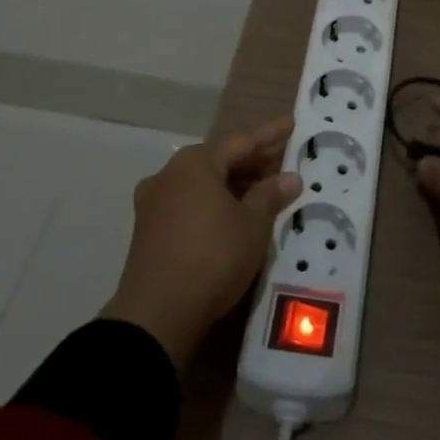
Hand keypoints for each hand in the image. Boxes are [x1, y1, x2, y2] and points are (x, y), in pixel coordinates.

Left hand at [102, 117, 301, 369]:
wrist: (156, 317)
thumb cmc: (212, 257)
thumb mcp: (252, 225)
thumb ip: (271, 195)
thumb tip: (290, 177)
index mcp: (195, 162)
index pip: (242, 140)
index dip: (270, 133)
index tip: (291, 123)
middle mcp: (170, 174)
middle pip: (219, 160)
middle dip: (252, 162)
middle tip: (283, 161)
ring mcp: (154, 203)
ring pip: (204, 184)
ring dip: (234, 185)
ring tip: (264, 191)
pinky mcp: (148, 231)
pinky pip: (190, 204)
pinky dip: (214, 203)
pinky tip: (233, 216)